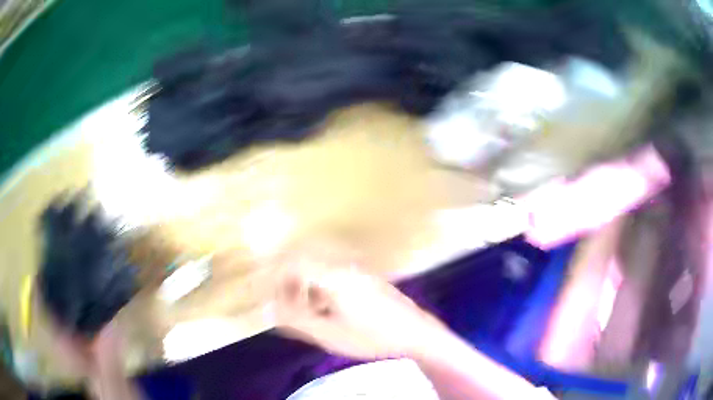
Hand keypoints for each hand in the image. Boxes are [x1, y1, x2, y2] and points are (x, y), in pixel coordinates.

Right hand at [273, 241, 444, 359]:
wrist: (415, 333)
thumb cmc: (372, 337)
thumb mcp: (329, 334)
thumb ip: (295, 320)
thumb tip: (268, 310)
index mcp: (334, 276)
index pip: (294, 262)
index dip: (275, 276)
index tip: (266, 293)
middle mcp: (344, 266)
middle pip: (305, 260)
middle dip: (288, 279)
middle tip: (282, 301)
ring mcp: (357, 271)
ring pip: (319, 267)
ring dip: (304, 284)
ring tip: (303, 310)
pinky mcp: (365, 278)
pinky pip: (333, 274)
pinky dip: (320, 287)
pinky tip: (324, 309)